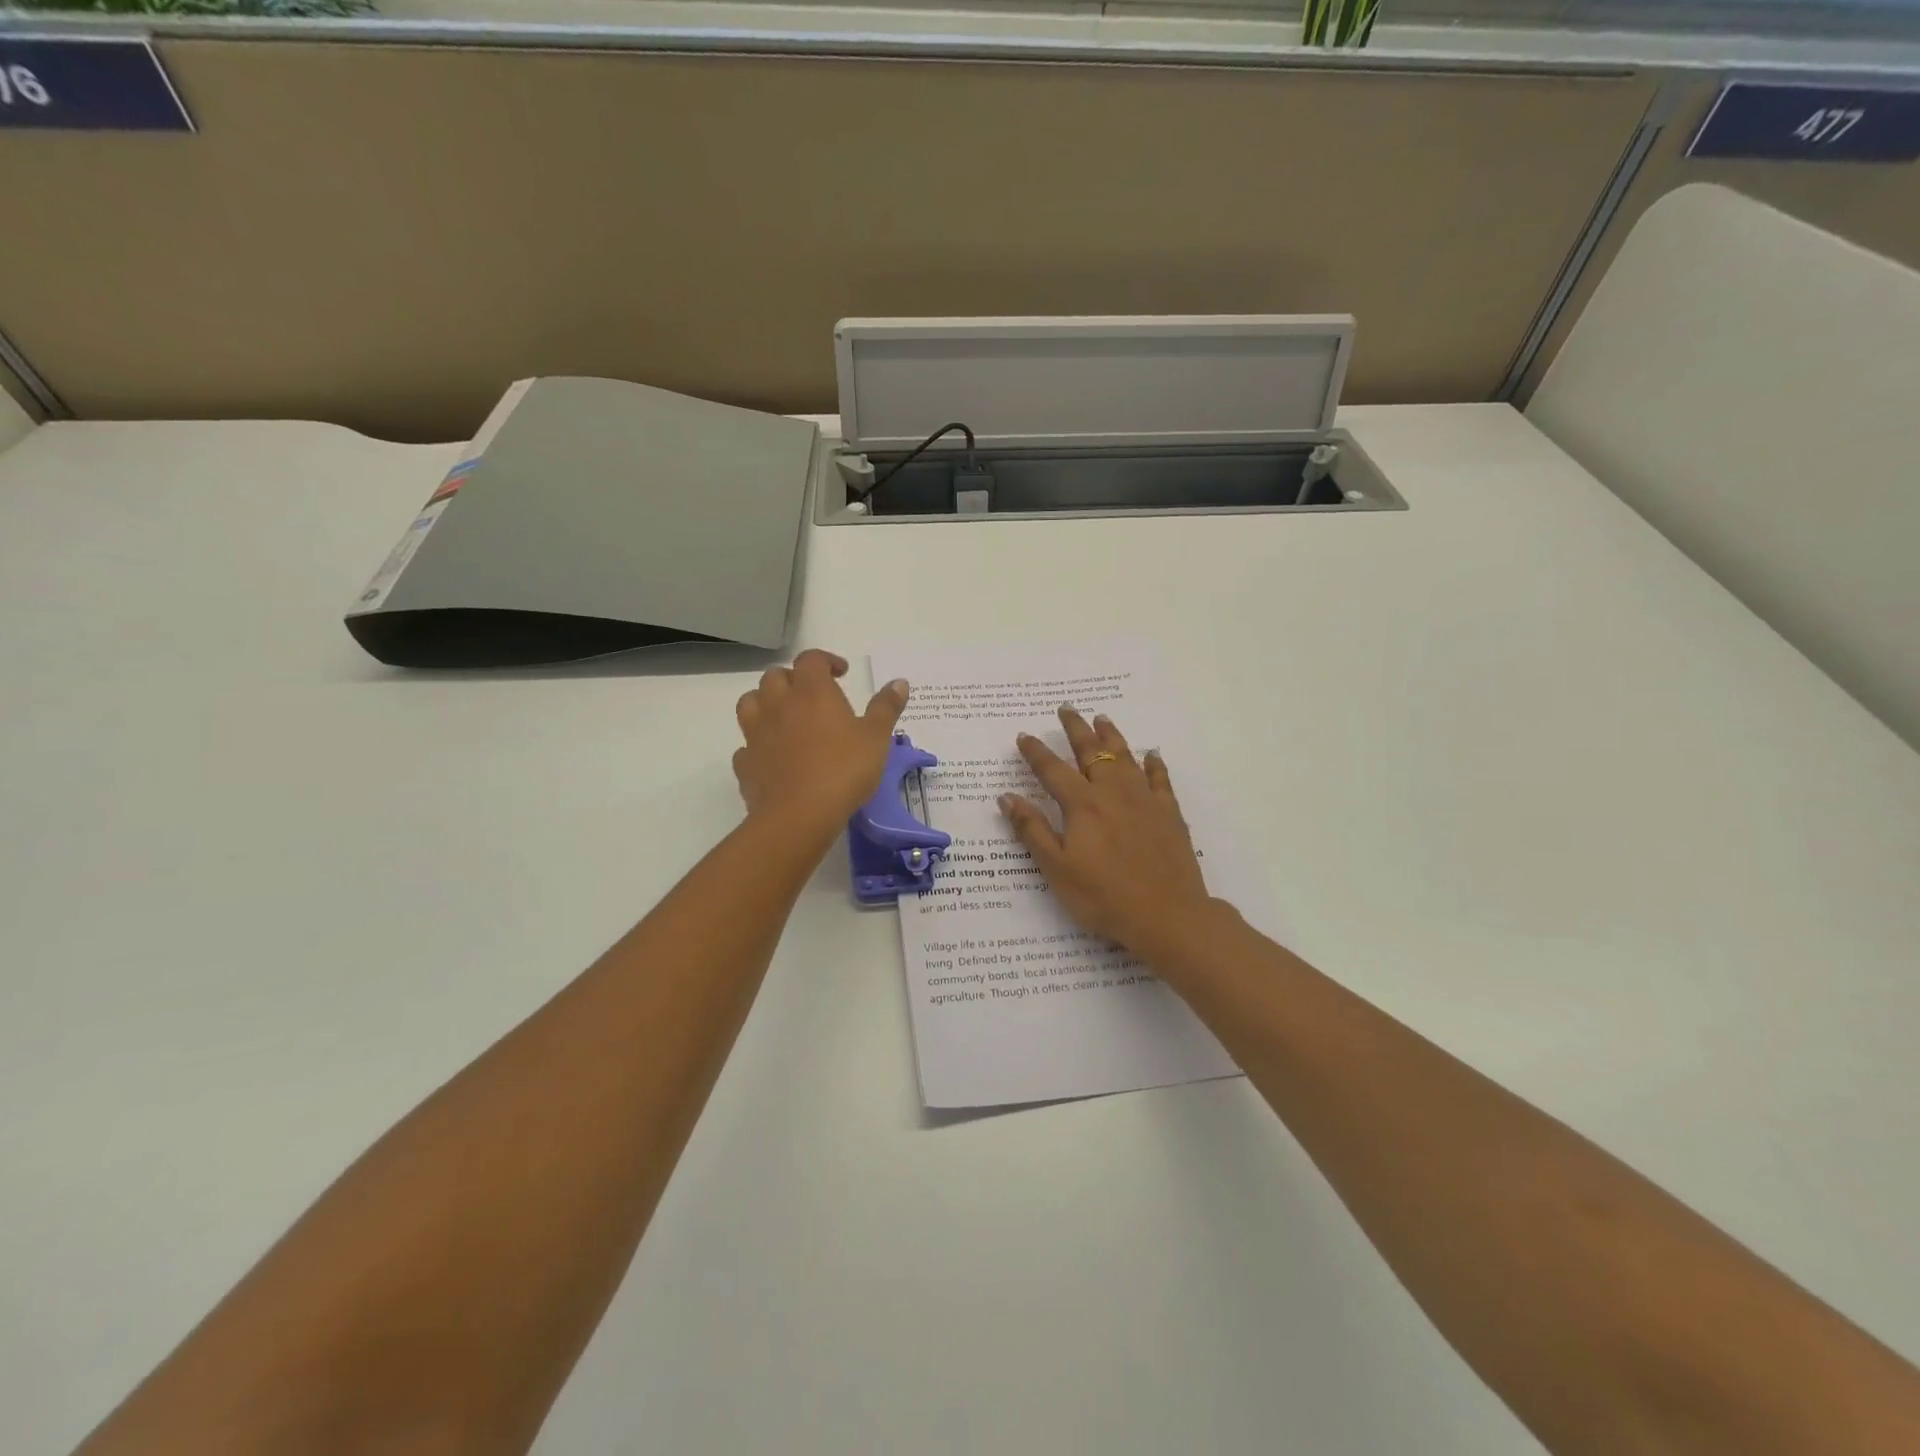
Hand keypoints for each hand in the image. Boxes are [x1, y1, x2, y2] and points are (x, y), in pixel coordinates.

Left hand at [733, 650, 908, 838]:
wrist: (799, 815)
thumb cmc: (843, 770)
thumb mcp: (876, 738)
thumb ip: (886, 707)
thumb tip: (899, 682)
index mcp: (811, 692)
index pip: (811, 659)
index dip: (825, 661)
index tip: (841, 674)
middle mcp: (778, 704)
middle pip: (775, 676)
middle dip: (793, 679)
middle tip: (812, 696)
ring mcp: (756, 733)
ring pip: (750, 702)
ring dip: (765, 703)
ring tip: (784, 717)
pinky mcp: (745, 763)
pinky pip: (746, 744)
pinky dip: (757, 744)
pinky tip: (772, 756)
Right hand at [998, 707, 1217, 959]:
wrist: (1167, 915)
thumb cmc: (1104, 896)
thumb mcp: (1057, 869)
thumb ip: (1032, 830)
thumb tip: (1007, 796)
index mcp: (1082, 805)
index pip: (1053, 770)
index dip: (1036, 753)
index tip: (1024, 736)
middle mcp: (1113, 793)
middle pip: (1092, 752)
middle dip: (1076, 728)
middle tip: (1066, 708)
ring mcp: (1145, 800)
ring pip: (1125, 757)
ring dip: (1111, 736)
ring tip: (1102, 718)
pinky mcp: (1169, 814)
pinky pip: (1160, 780)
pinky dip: (1154, 764)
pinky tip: (1152, 755)